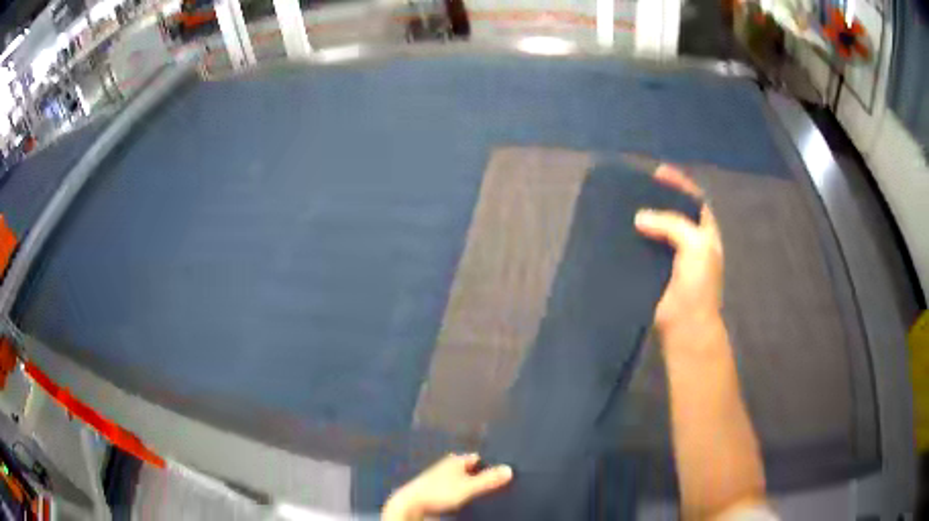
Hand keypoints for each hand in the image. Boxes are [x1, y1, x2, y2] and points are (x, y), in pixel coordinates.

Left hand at [381, 453, 512, 520]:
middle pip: (469, 468)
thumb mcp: (468, 487)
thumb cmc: (438, 492)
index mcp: (455, 461)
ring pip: (460, 478)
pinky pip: (452, 487)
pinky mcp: (433, 489)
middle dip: (481, 473)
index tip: (502, 469)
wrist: (410, 504)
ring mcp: (439, 477)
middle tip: (495, 481)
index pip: (478, 457)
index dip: (490, 463)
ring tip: (482, 490)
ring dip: (469, 483)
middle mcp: (447, 466)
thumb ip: (488, 479)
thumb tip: (510, 469)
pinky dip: (460, 490)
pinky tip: (465, 497)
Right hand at [635, 165, 723, 335]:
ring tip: (623, 205)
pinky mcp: (653, 273)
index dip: (679, 184)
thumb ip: (671, 224)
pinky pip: (642, 251)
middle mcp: (689, 243)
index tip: (659, 172)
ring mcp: (671, 259)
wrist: (686, 324)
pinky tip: (618, 232)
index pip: (694, 201)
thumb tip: (639, 218)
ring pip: (656, 231)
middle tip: (637, 187)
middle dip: (658, 199)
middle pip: (673, 213)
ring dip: (643, 219)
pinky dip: (632, 241)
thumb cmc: (698, 283)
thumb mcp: (696, 245)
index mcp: (705, 234)